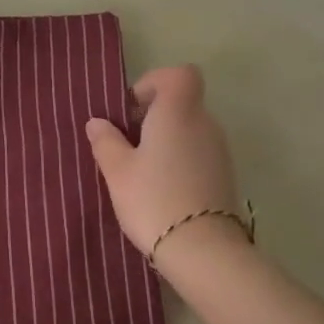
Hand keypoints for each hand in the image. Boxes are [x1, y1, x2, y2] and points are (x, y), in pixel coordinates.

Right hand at [85, 65, 241, 256]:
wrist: (202, 249)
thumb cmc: (153, 199)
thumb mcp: (117, 171)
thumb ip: (106, 141)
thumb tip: (98, 122)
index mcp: (177, 113)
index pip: (180, 74)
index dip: (155, 83)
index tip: (132, 109)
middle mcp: (204, 124)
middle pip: (182, 103)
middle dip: (154, 116)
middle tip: (127, 144)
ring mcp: (219, 150)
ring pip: (190, 130)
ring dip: (166, 140)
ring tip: (141, 171)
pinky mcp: (224, 175)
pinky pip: (198, 153)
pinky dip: (179, 160)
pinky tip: (161, 188)